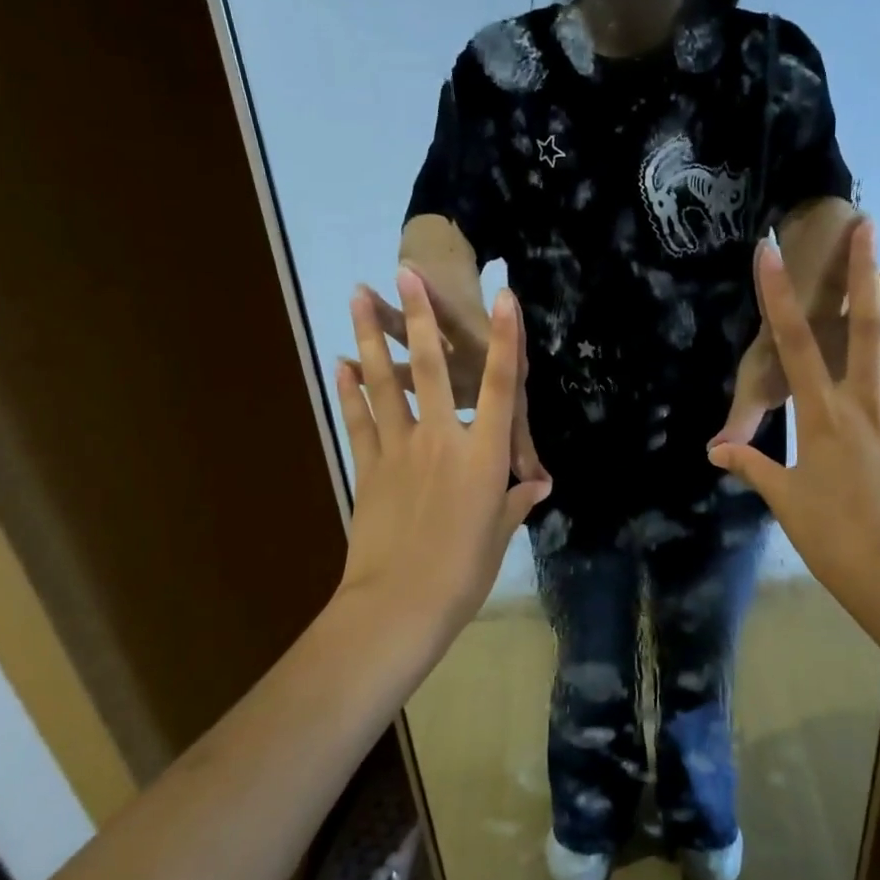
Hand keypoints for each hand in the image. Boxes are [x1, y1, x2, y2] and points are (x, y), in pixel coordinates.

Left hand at [337, 269, 551, 639]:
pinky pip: (358, 420)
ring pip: (383, 383)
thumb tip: (539, 484)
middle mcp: (442, 439)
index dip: (504, 339)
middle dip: (419, 317)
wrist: (399, 606)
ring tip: (357, 297)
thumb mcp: (501, 534)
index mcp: (482, 455)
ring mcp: (399, 450)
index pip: (498, 386)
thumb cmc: (464, 572)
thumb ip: (518, 501)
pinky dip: (349, 390)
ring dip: (369, 338)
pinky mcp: (368, 468)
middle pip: (429, 368)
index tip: (504, 297)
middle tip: (404, 273)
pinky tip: (340, 364)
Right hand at [707, 223, 879, 610]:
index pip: (794, 345)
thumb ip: (752, 466)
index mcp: (823, 415)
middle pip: (865, 328)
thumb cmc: (833, 536)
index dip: (776, 296)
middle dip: (863, 274)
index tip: (767, 253)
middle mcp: (864, 402)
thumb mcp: (785, 500)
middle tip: (869, 227)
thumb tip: (716, 451)